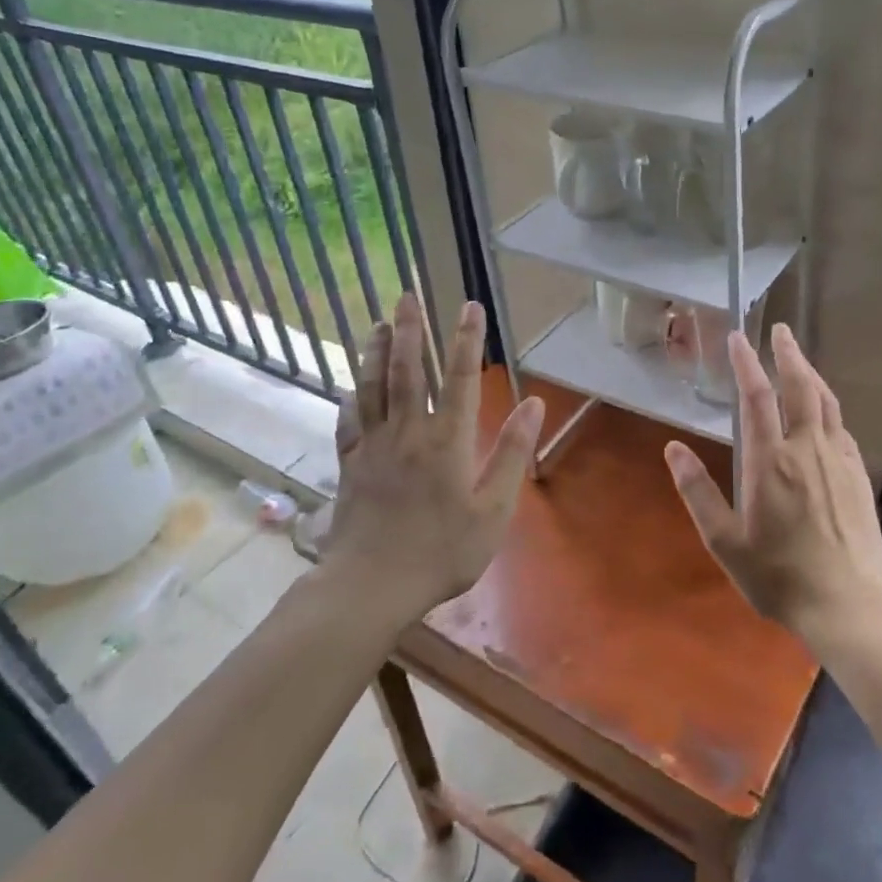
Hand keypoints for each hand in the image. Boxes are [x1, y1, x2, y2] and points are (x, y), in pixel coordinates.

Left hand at [323, 293, 544, 625]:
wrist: (371, 586)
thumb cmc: (442, 551)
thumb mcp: (493, 510)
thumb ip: (511, 454)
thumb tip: (533, 404)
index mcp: (446, 440)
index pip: (458, 377)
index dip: (466, 339)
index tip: (470, 306)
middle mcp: (406, 432)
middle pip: (405, 370)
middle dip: (408, 329)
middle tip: (407, 295)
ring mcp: (372, 446)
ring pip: (372, 387)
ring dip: (375, 351)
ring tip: (378, 323)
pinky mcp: (349, 465)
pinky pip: (348, 421)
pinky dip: (351, 397)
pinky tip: (351, 385)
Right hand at [664, 323, 881, 647]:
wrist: (849, 604)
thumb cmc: (779, 576)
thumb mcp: (725, 542)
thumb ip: (698, 492)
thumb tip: (673, 450)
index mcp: (771, 461)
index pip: (757, 397)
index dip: (746, 363)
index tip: (737, 338)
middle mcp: (807, 449)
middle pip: (800, 386)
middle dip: (788, 354)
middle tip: (779, 330)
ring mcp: (839, 459)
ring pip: (825, 401)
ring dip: (810, 373)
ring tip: (799, 358)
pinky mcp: (858, 473)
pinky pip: (840, 426)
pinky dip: (827, 406)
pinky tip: (822, 412)